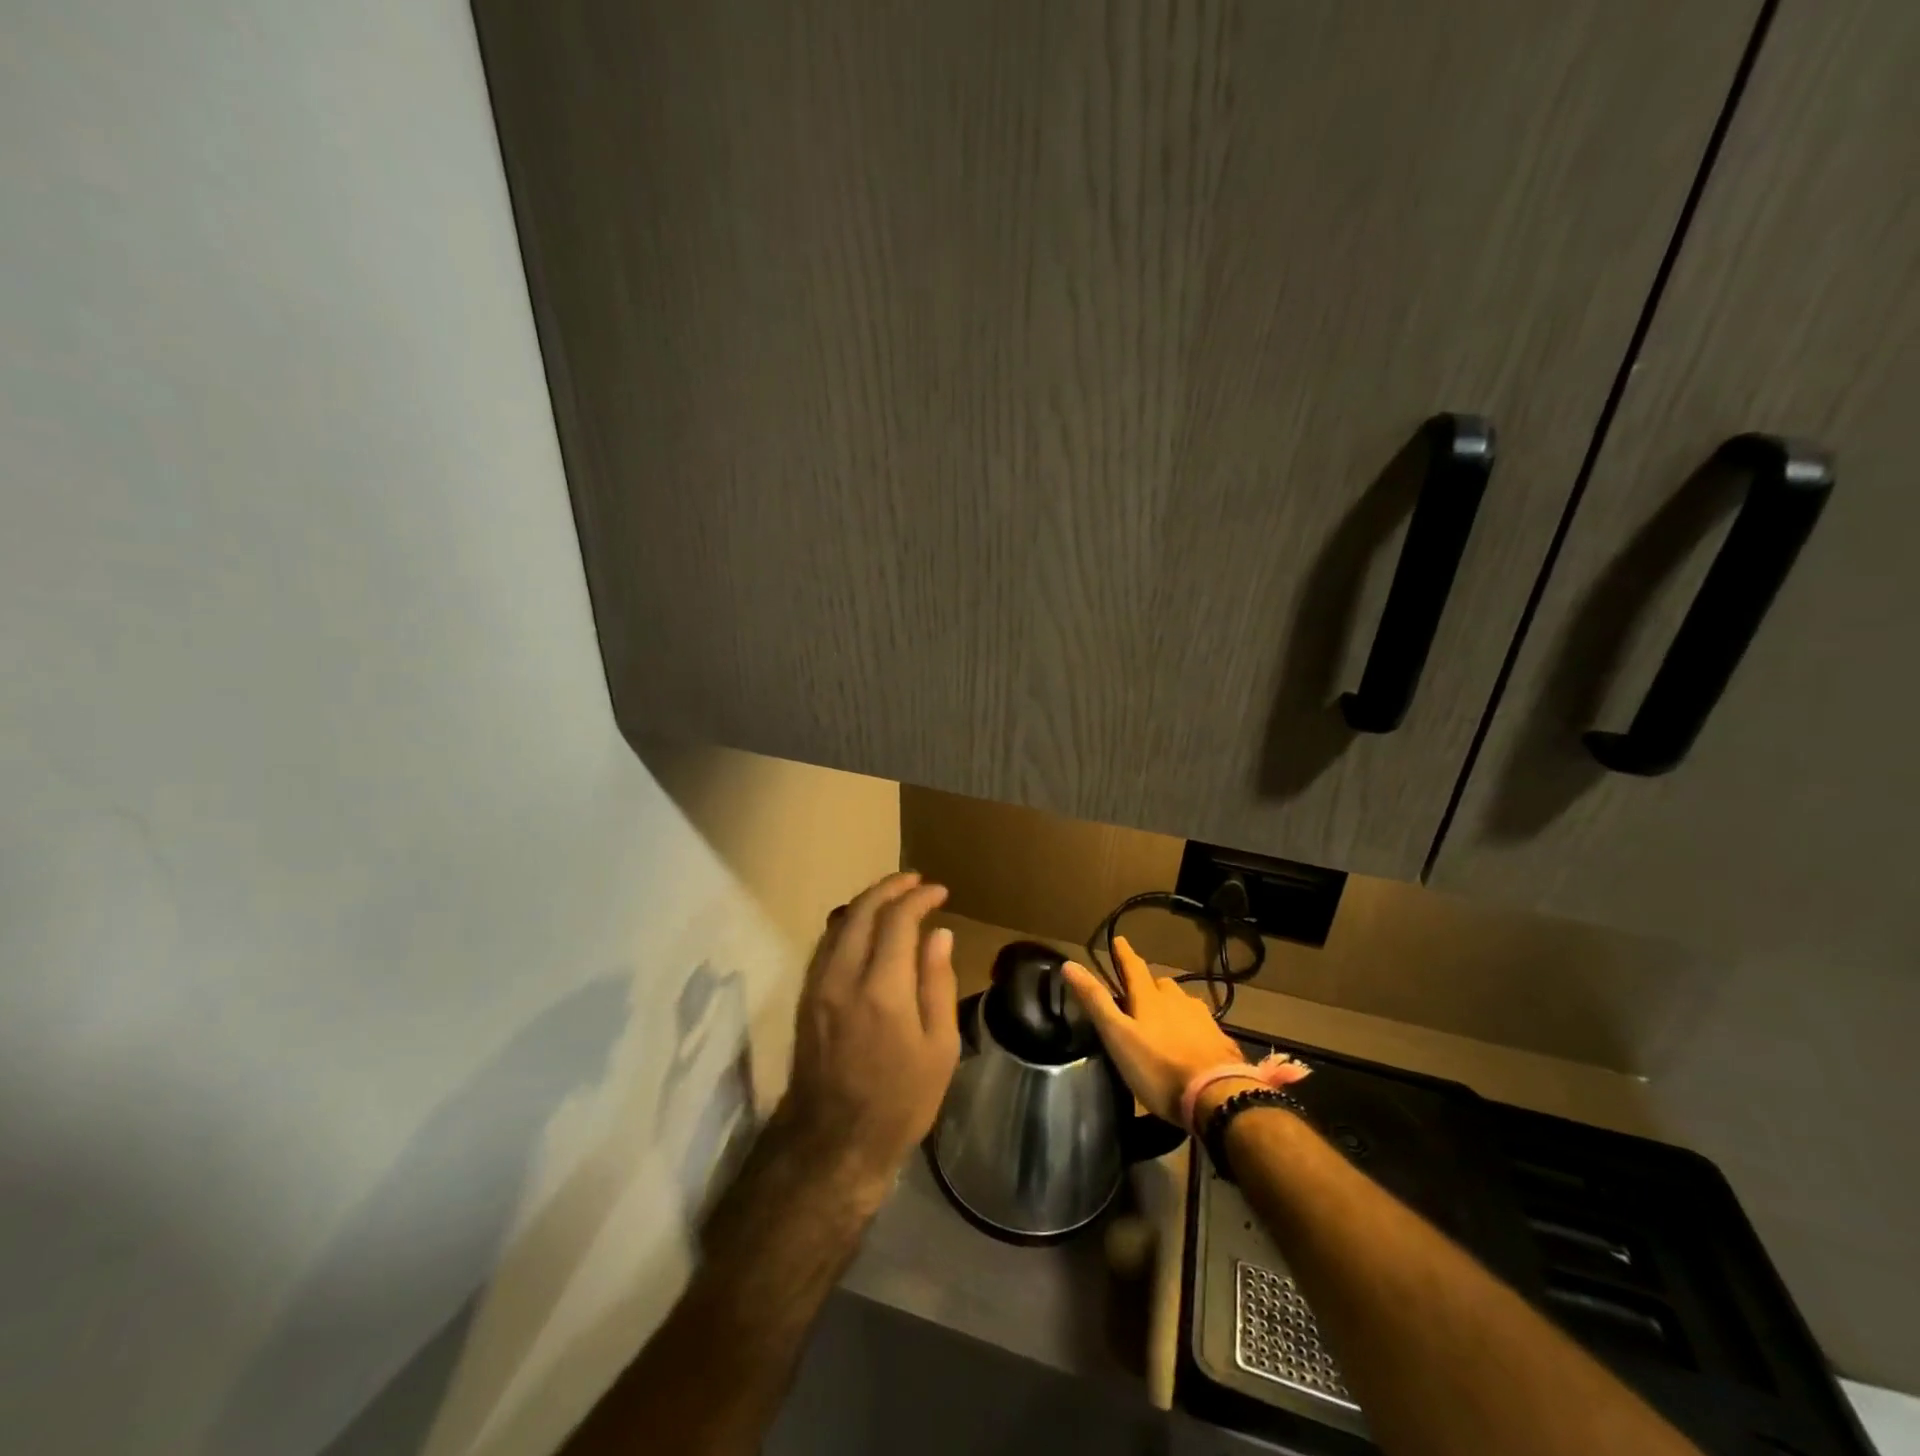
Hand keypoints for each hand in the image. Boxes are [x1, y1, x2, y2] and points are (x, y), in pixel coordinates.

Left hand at [777, 872, 960, 1192]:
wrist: (834, 1142)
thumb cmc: (900, 1100)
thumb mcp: (939, 1049)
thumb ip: (937, 984)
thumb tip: (940, 935)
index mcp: (883, 990)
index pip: (898, 920)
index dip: (920, 898)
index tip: (939, 892)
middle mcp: (844, 977)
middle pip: (862, 910)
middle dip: (890, 887)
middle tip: (915, 881)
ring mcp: (818, 985)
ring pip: (839, 922)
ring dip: (867, 901)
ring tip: (893, 897)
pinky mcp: (805, 996)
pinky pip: (826, 943)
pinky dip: (848, 923)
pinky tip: (864, 926)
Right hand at [1062, 935, 1246, 1124]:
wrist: (1217, 1097)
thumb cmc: (1158, 1068)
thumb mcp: (1117, 1036)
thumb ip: (1095, 1001)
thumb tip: (1069, 964)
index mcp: (1150, 999)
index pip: (1134, 968)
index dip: (1124, 954)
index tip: (1119, 940)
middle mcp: (1178, 1002)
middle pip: (1162, 985)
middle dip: (1150, 983)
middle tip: (1140, 990)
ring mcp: (1203, 1021)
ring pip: (1184, 1003)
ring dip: (1173, 1004)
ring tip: (1166, 1015)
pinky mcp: (1221, 1042)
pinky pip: (1203, 1025)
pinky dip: (1193, 1026)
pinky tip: (1193, 1040)